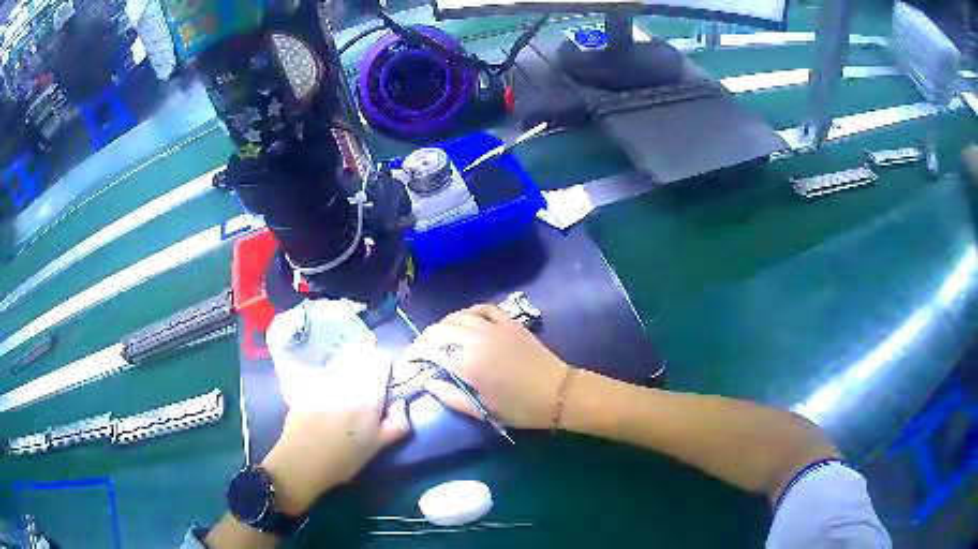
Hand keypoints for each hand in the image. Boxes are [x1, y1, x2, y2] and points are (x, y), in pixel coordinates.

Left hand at [261, 349, 409, 515]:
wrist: (301, 461)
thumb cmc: (345, 458)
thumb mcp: (379, 445)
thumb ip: (397, 422)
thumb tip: (399, 402)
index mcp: (369, 392)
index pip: (382, 360)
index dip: (386, 369)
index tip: (385, 384)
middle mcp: (346, 378)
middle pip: (361, 358)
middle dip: (367, 368)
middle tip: (366, 390)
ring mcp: (323, 378)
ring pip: (341, 363)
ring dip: (348, 371)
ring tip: (346, 393)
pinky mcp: (305, 384)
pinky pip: (323, 372)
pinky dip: (329, 378)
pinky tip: (326, 397)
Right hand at [402, 305, 570, 428]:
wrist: (559, 393)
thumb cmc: (520, 408)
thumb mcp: (482, 410)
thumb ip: (450, 397)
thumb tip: (428, 382)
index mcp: (467, 363)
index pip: (428, 351)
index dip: (412, 355)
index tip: (406, 363)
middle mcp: (476, 339)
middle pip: (438, 331)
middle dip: (423, 340)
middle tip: (420, 354)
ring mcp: (494, 327)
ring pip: (457, 317)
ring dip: (441, 326)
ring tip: (436, 340)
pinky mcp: (509, 322)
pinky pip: (482, 308)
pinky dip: (467, 311)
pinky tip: (463, 321)